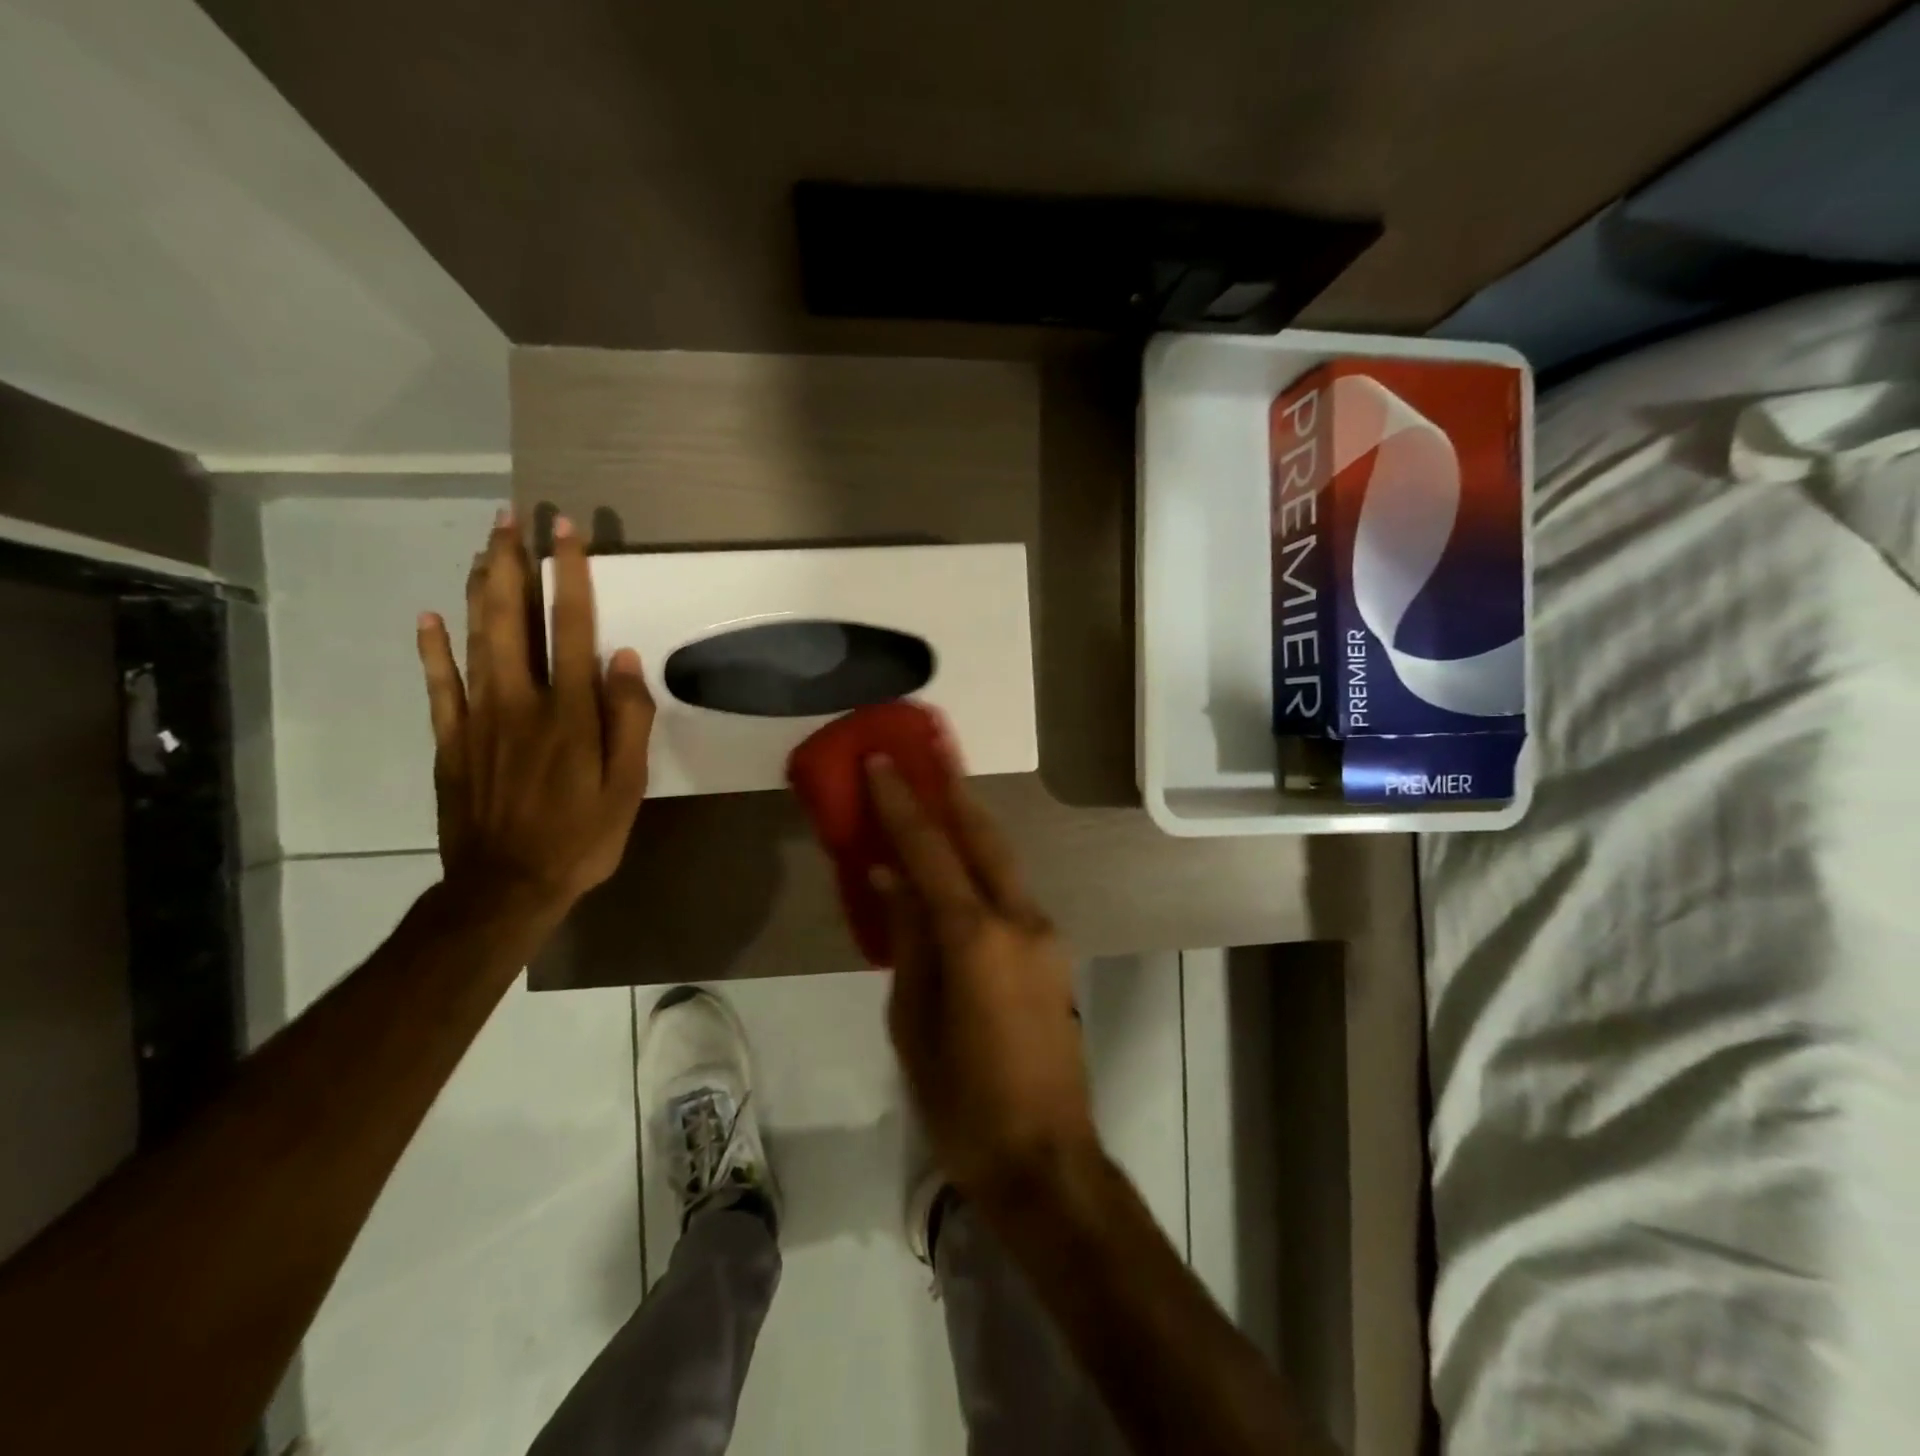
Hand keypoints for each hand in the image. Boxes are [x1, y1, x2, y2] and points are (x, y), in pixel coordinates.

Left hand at [415, 511, 654, 916]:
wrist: (506, 887)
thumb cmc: (581, 838)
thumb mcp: (627, 787)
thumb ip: (629, 721)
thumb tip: (624, 659)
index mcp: (570, 712)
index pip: (572, 626)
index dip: (570, 574)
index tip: (565, 530)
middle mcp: (520, 701)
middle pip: (513, 618)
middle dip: (513, 563)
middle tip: (511, 518)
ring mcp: (478, 717)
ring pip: (475, 638)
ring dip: (480, 588)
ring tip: (484, 548)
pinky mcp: (450, 740)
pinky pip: (438, 685)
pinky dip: (432, 648)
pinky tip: (429, 616)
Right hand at [868, 758, 1099, 1204]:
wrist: (1047, 1162)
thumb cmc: (963, 1104)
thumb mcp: (913, 1026)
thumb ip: (906, 943)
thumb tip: (892, 881)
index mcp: (977, 939)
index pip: (931, 854)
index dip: (902, 804)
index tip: (880, 761)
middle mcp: (1020, 922)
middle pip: (983, 837)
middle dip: (953, 790)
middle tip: (928, 751)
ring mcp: (1045, 937)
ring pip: (1004, 862)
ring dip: (971, 825)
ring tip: (942, 795)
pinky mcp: (1054, 956)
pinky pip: (1011, 895)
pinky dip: (983, 868)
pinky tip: (961, 868)